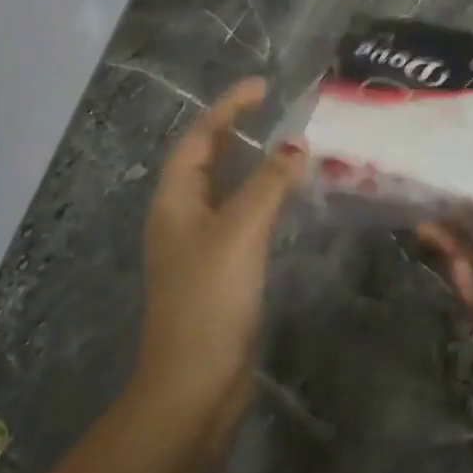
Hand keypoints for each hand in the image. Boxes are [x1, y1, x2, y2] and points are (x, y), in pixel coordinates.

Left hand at [137, 77, 306, 421]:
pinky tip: (284, 204)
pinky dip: (260, 200)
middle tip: (272, 111)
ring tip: (286, 148)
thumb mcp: (240, 232)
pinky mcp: (218, 274)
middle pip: (205, 161)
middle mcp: (181, 218)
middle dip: (234, 131)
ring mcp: (198, 248)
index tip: (263, 87)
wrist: (195, 385)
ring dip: (251, 166)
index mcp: (175, 201)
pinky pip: (240, 220)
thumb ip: (269, 185)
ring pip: (224, 191)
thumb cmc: (210, 299)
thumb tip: (297, 146)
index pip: (199, 139)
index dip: (228, 108)